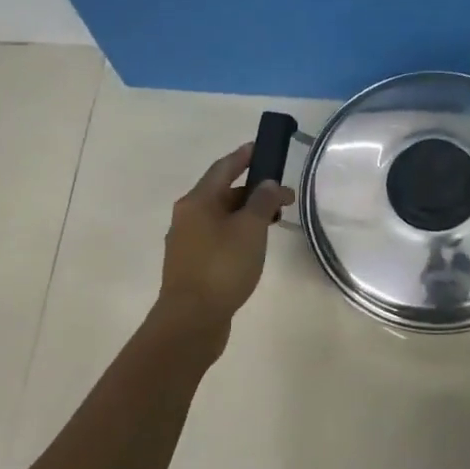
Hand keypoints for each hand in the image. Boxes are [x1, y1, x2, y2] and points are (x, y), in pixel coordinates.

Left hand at [156, 143, 294, 328]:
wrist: (191, 320)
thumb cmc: (222, 267)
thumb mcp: (250, 229)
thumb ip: (261, 201)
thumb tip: (267, 183)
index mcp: (197, 201)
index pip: (223, 168)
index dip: (243, 156)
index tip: (261, 148)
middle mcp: (187, 216)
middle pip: (222, 193)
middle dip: (252, 191)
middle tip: (282, 197)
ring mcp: (187, 242)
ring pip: (221, 217)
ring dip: (246, 214)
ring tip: (273, 221)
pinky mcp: (192, 265)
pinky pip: (218, 237)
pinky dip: (238, 233)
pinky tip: (254, 247)